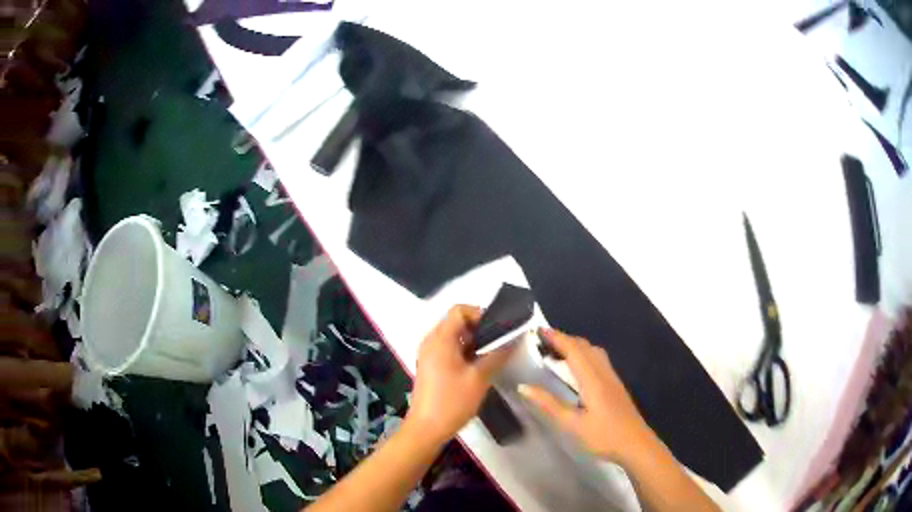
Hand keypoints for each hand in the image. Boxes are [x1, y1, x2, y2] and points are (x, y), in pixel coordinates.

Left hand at [405, 305, 514, 445]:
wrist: (426, 429)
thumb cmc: (452, 401)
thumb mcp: (479, 378)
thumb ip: (497, 355)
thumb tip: (514, 339)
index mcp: (440, 339)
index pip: (460, 310)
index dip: (481, 314)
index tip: (498, 329)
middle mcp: (431, 341)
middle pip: (457, 322)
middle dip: (480, 329)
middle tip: (500, 343)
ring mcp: (429, 354)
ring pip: (454, 337)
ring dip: (474, 342)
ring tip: (493, 356)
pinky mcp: (431, 367)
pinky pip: (449, 350)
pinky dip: (465, 352)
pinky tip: (480, 367)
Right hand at [519, 329, 654, 464]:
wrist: (636, 445)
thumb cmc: (603, 436)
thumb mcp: (572, 424)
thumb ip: (549, 404)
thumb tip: (524, 386)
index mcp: (592, 380)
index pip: (574, 350)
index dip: (557, 338)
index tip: (538, 330)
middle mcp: (604, 373)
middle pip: (585, 347)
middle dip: (565, 338)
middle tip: (543, 340)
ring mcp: (612, 379)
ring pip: (594, 352)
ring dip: (576, 346)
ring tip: (557, 352)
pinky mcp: (615, 386)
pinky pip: (598, 360)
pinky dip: (584, 355)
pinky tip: (577, 369)